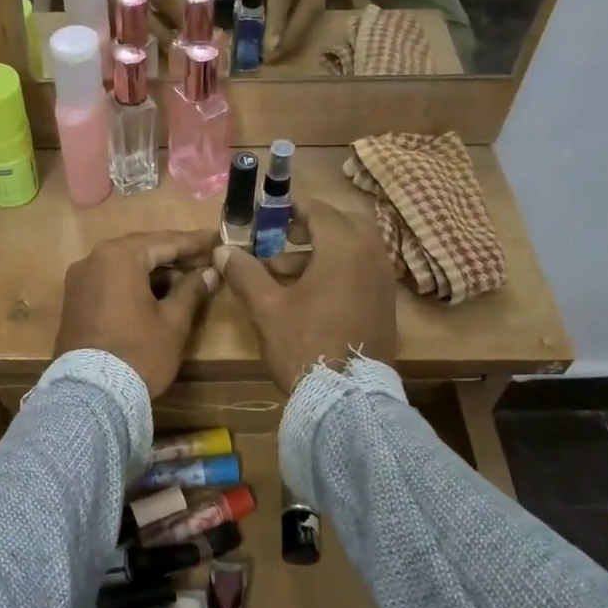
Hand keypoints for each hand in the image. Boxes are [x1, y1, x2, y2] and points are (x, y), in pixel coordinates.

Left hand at [56, 230, 219, 395]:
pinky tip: (156, 295)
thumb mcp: (173, 322)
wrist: (91, 395)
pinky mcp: (74, 301)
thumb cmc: (138, 353)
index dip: (195, 242)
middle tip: (205, 259)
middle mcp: (93, 259)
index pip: (165, 241)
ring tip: (185, 281)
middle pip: (142, 250)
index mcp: (119, 256)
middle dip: (174, 256)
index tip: (218, 239)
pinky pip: (110, 281)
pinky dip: (133, 284)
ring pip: (124, 266)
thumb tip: (209, 272)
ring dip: (154, 272)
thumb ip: (192, 291)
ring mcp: (79, 280)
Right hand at [212, 200, 395, 394]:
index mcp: (344, 247)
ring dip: (318, 252)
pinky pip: (361, 271)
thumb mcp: (267, 307)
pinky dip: (336, 270)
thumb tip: (222, 250)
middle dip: (309, 228)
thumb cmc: (304, 344)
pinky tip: (307, 295)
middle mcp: (372, 256)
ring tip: (280, 272)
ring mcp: (383, 281)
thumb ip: (245, 272)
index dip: (289, 209)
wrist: (347, 398)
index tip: (266, 215)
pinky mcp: (385, 304)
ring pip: (351, 249)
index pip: (319, 210)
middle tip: (280, 237)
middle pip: (341, 224)